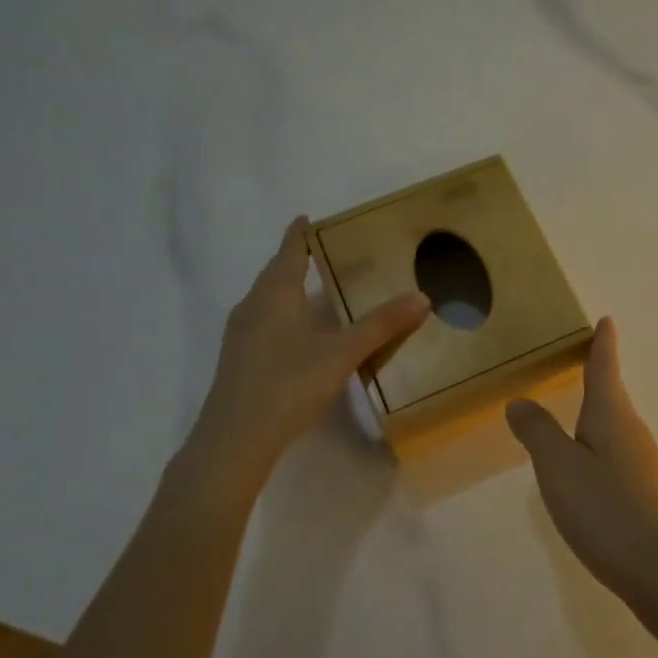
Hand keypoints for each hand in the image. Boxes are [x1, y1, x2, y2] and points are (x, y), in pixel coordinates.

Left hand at [183, 216, 428, 480]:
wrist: (234, 439)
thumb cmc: (288, 383)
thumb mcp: (342, 353)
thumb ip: (381, 325)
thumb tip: (422, 296)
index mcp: (274, 294)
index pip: (289, 252)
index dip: (299, 234)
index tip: (307, 218)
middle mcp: (252, 307)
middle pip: (274, 274)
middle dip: (295, 260)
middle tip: (323, 252)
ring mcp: (240, 335)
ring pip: (266, 300)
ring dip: (287, 289)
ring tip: (313, 289)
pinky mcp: (238, 361)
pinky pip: (263, 323)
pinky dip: (282, 316)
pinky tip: (298, 335)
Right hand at [506, 318, 657, 600]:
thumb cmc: (604, 508)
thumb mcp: (558, 467)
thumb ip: (537, 431)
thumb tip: (520, 401)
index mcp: (612, 414)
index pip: (605, 367)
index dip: (603, 343)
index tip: (606, 320)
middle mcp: (631, 430)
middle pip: (612, 392)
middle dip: (598, 373)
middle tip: (580, 357)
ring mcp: (640, 461)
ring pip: (614, 422)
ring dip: (597, 408)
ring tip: (575, 404)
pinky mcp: (642, 489)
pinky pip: (615, 449)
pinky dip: (597, 440)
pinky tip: (585, 460)